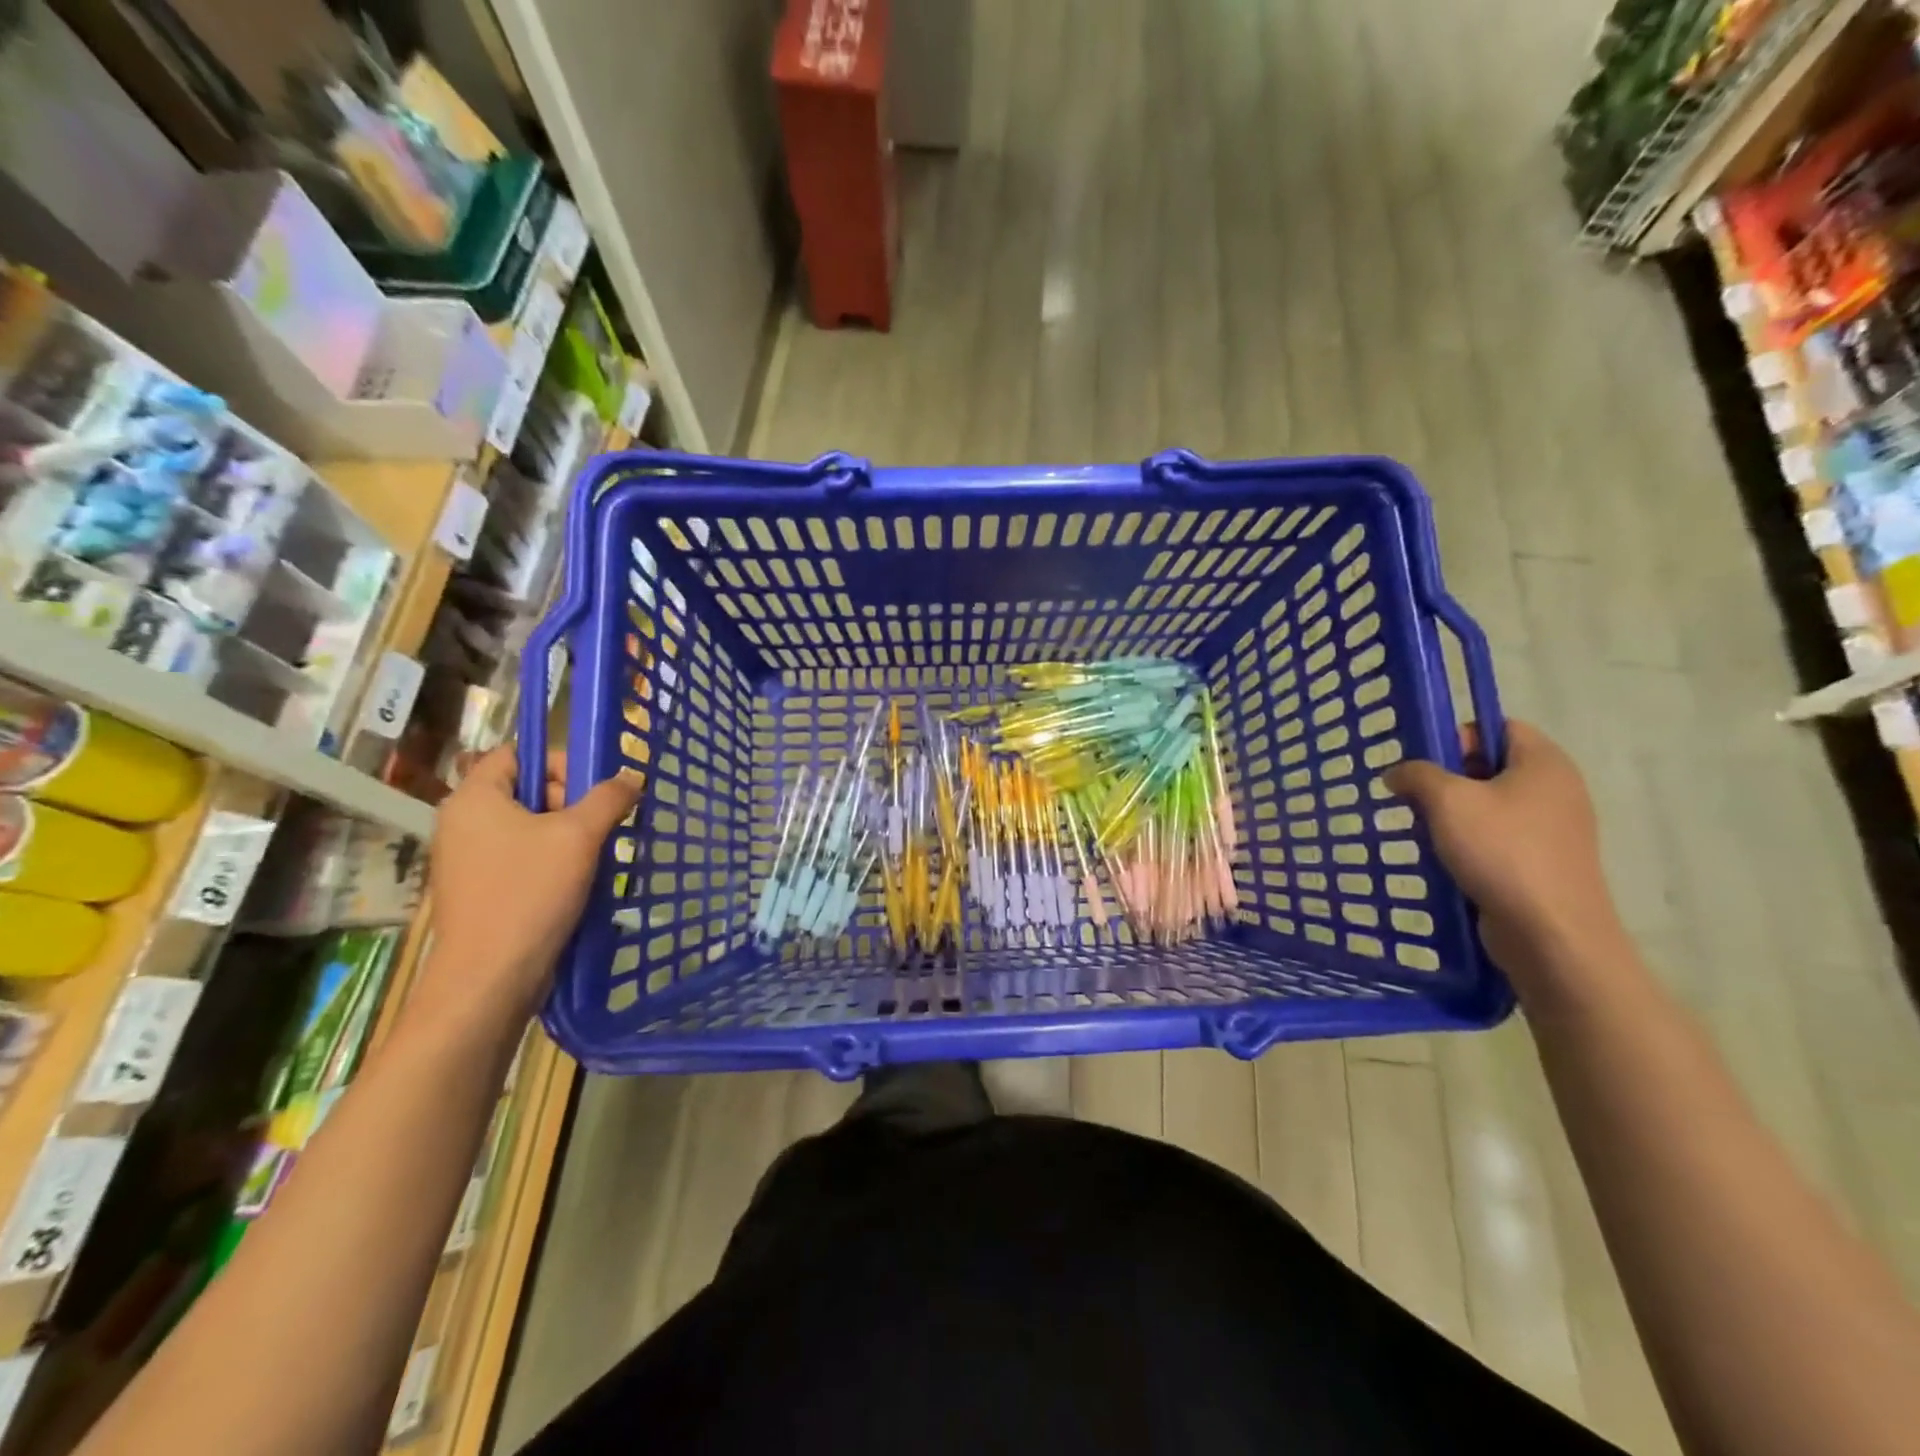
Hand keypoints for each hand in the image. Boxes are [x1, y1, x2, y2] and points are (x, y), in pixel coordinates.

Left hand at [413, 747, 641, 1032]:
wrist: (490, 978)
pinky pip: (521, 859)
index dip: (559, 761)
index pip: (517, 754)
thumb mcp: (580, 836)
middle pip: (526, 790)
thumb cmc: (530, 894)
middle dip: (570, 803)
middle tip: (600, 826)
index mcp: (474, 799)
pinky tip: (578, 884)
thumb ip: (609, 798)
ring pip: (528, 828)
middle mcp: (462, 823)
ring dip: (567, 836)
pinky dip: (552, 863)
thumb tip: (632, 777)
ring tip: (596, 857)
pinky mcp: (479, 891)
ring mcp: (467, 860)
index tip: (594, 787)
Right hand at [1383, 720, 1628, 982]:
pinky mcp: (1544, 862)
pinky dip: (1469, 842)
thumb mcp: (1447, 801)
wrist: (1551, 933)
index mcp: (1544, 762)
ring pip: (1491, 804)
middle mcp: (1557, 789)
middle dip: (1447, 778)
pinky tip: (1445, 858)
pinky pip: (1498, 837)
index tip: (1425, 762)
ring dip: (1453, 814)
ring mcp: (1554, 829)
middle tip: (1414, 796)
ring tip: (1424, 830)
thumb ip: (1416, 775)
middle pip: (1492, 766)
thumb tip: (1398, 774)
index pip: (1499, 726)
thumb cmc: (1502, 852)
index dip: (1459, 736)